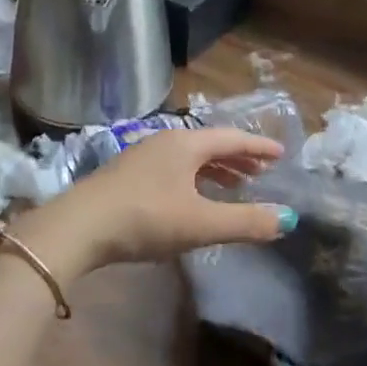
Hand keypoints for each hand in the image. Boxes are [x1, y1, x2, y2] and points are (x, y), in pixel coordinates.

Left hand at [11, 128, 295, 281]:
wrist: (78, 227)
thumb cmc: (146, 218)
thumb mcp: (201, 223)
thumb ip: (245, 221)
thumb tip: (288, 219)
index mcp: (186, 144)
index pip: (232, 138)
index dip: (258, 147)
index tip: (280, 154)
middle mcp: (165, 141)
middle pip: (210, 145)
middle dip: (237, 159)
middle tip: (260, 173)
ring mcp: (142, 156)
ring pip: (189, 158)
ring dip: (214, 170)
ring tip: (232, 186)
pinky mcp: (126, 175)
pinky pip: (172, 169)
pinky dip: (192, 178)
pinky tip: (191, 199)